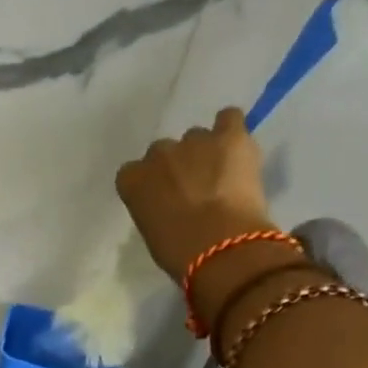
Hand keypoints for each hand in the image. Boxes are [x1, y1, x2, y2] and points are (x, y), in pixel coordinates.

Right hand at [115, 107, 273, 278]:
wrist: (219, 243)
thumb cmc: (177, 250)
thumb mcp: (150, 231)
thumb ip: (153, 208)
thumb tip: (169, 205)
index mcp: (132, 180)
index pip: (133, 172)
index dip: (150, 183)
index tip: (161, 197)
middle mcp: (158, 154)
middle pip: (163, 151)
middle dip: (176, 165)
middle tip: (192, 187)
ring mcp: (194, 142)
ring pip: (196, 137)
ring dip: (204, 151)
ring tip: (221, 173)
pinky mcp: (229, 137)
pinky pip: (229, 118)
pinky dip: (231, 128)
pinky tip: (235, 144)